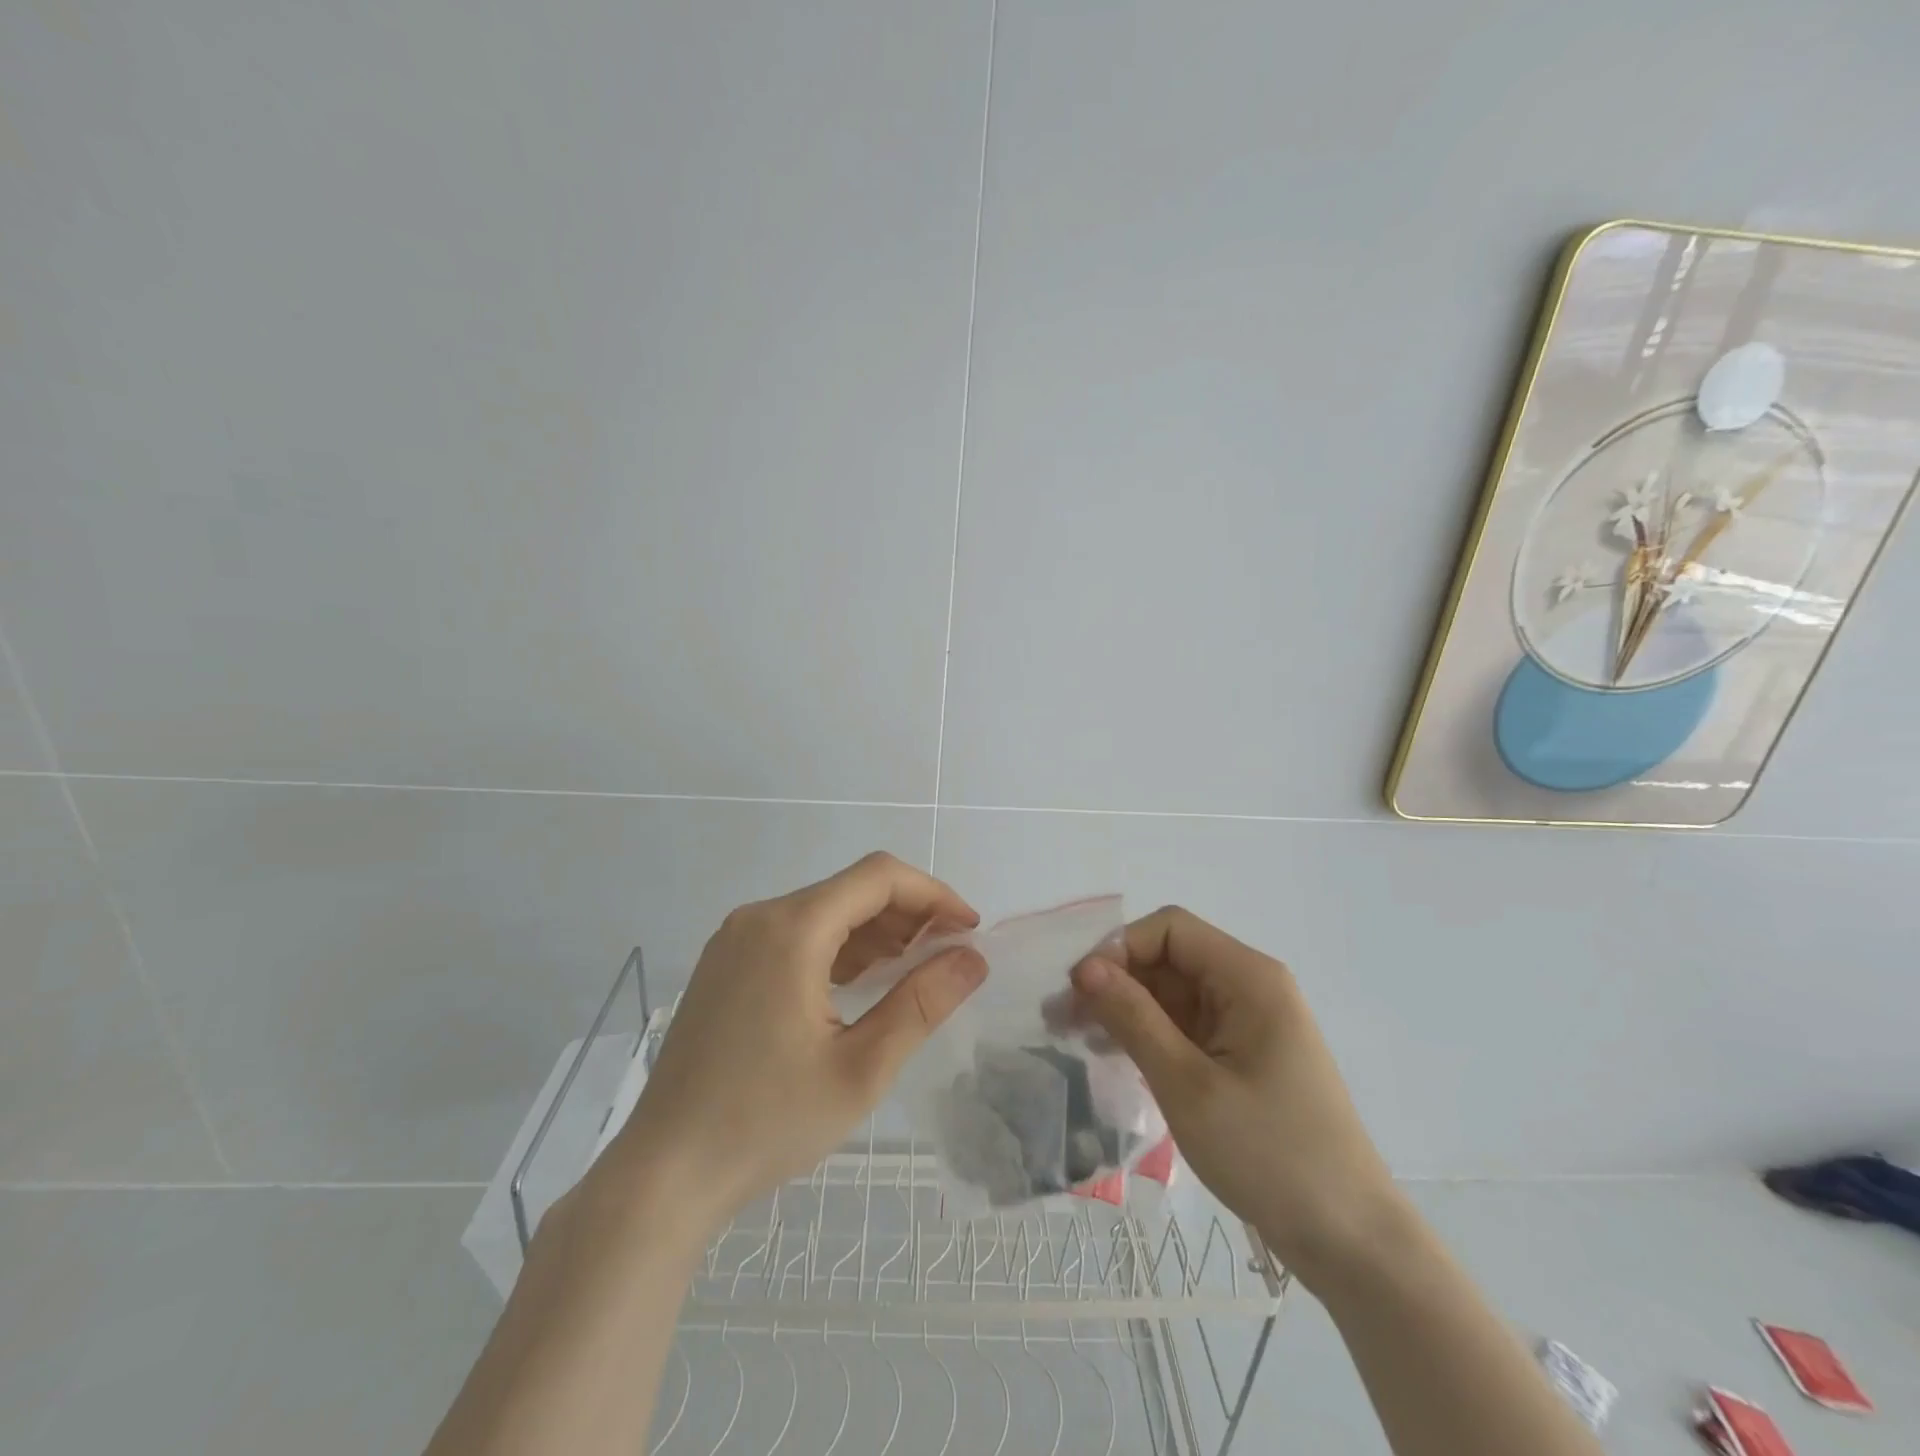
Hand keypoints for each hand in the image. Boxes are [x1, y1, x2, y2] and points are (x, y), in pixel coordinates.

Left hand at [604, 853, 986, 1235]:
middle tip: (949, 957)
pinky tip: (862, 983)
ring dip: (875, 932)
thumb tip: (973, 958)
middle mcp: (760, 917)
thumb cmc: (766, 1123)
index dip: (933, 894)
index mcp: (791, 929)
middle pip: (851, 889)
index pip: (878, 877)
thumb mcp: (860, 1068)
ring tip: (915, 971)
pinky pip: (796, 935)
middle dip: (908, 914)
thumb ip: (922, 1003)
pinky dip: (839, 948)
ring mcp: (737, 940)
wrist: (663, 1174)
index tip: (969, 930)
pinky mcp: (726, 965)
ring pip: (824, 911)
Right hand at [1071, 907, 1401, 1286]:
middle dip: (1114, 981)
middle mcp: (1249, 987)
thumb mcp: (1188, 1084)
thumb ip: (1133, 1018)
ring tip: (1074, 1038)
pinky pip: (1185, 1026)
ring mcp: (1248, 1023)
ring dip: (1125, 1009)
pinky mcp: (1242, 1056)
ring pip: (1172, 994)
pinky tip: (1113, 1056)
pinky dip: (1148, 1035)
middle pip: (1168, 959)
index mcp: (1248, 978)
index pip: (1170, 929)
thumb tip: (1085, 967)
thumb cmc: (1270, 1155)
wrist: (1350, 1241)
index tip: (1079, 990)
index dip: (1120, 948)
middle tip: (1060, 1019)